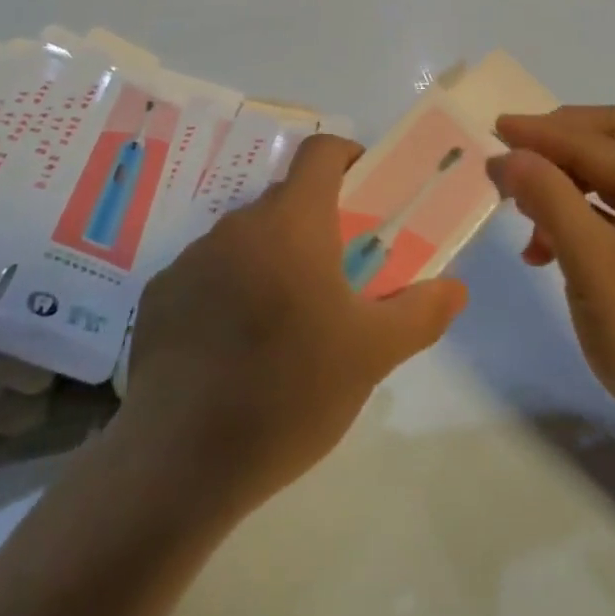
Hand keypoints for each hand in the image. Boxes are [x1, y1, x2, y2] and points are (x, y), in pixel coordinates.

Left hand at [119, 134, 467, 517]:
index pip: (321, 153)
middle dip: (318, 224)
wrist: (179, 463)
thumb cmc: (290, 393)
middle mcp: (237, 225)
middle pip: (286, 201)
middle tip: (340, 276)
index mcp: (291, 223)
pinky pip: (208, 274)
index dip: (349, 159)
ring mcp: (191, 259)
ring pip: (247, 239)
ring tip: (287, 323)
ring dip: (273, 260)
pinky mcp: (159, 296)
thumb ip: (421, 312)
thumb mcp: (371, 356)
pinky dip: (230, 291)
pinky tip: (234, 350)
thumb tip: (455, 288)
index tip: (368, 194)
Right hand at [491, 107, 614, 463]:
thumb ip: (549, 199)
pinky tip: (548, 245)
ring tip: (524, 207)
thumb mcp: (593, 264)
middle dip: (564, 139)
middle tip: (518, 151)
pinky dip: (582, 213)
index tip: (492, 129)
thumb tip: (509, 155)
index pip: (596, 142)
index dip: (541, 133)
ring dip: (570, 179)